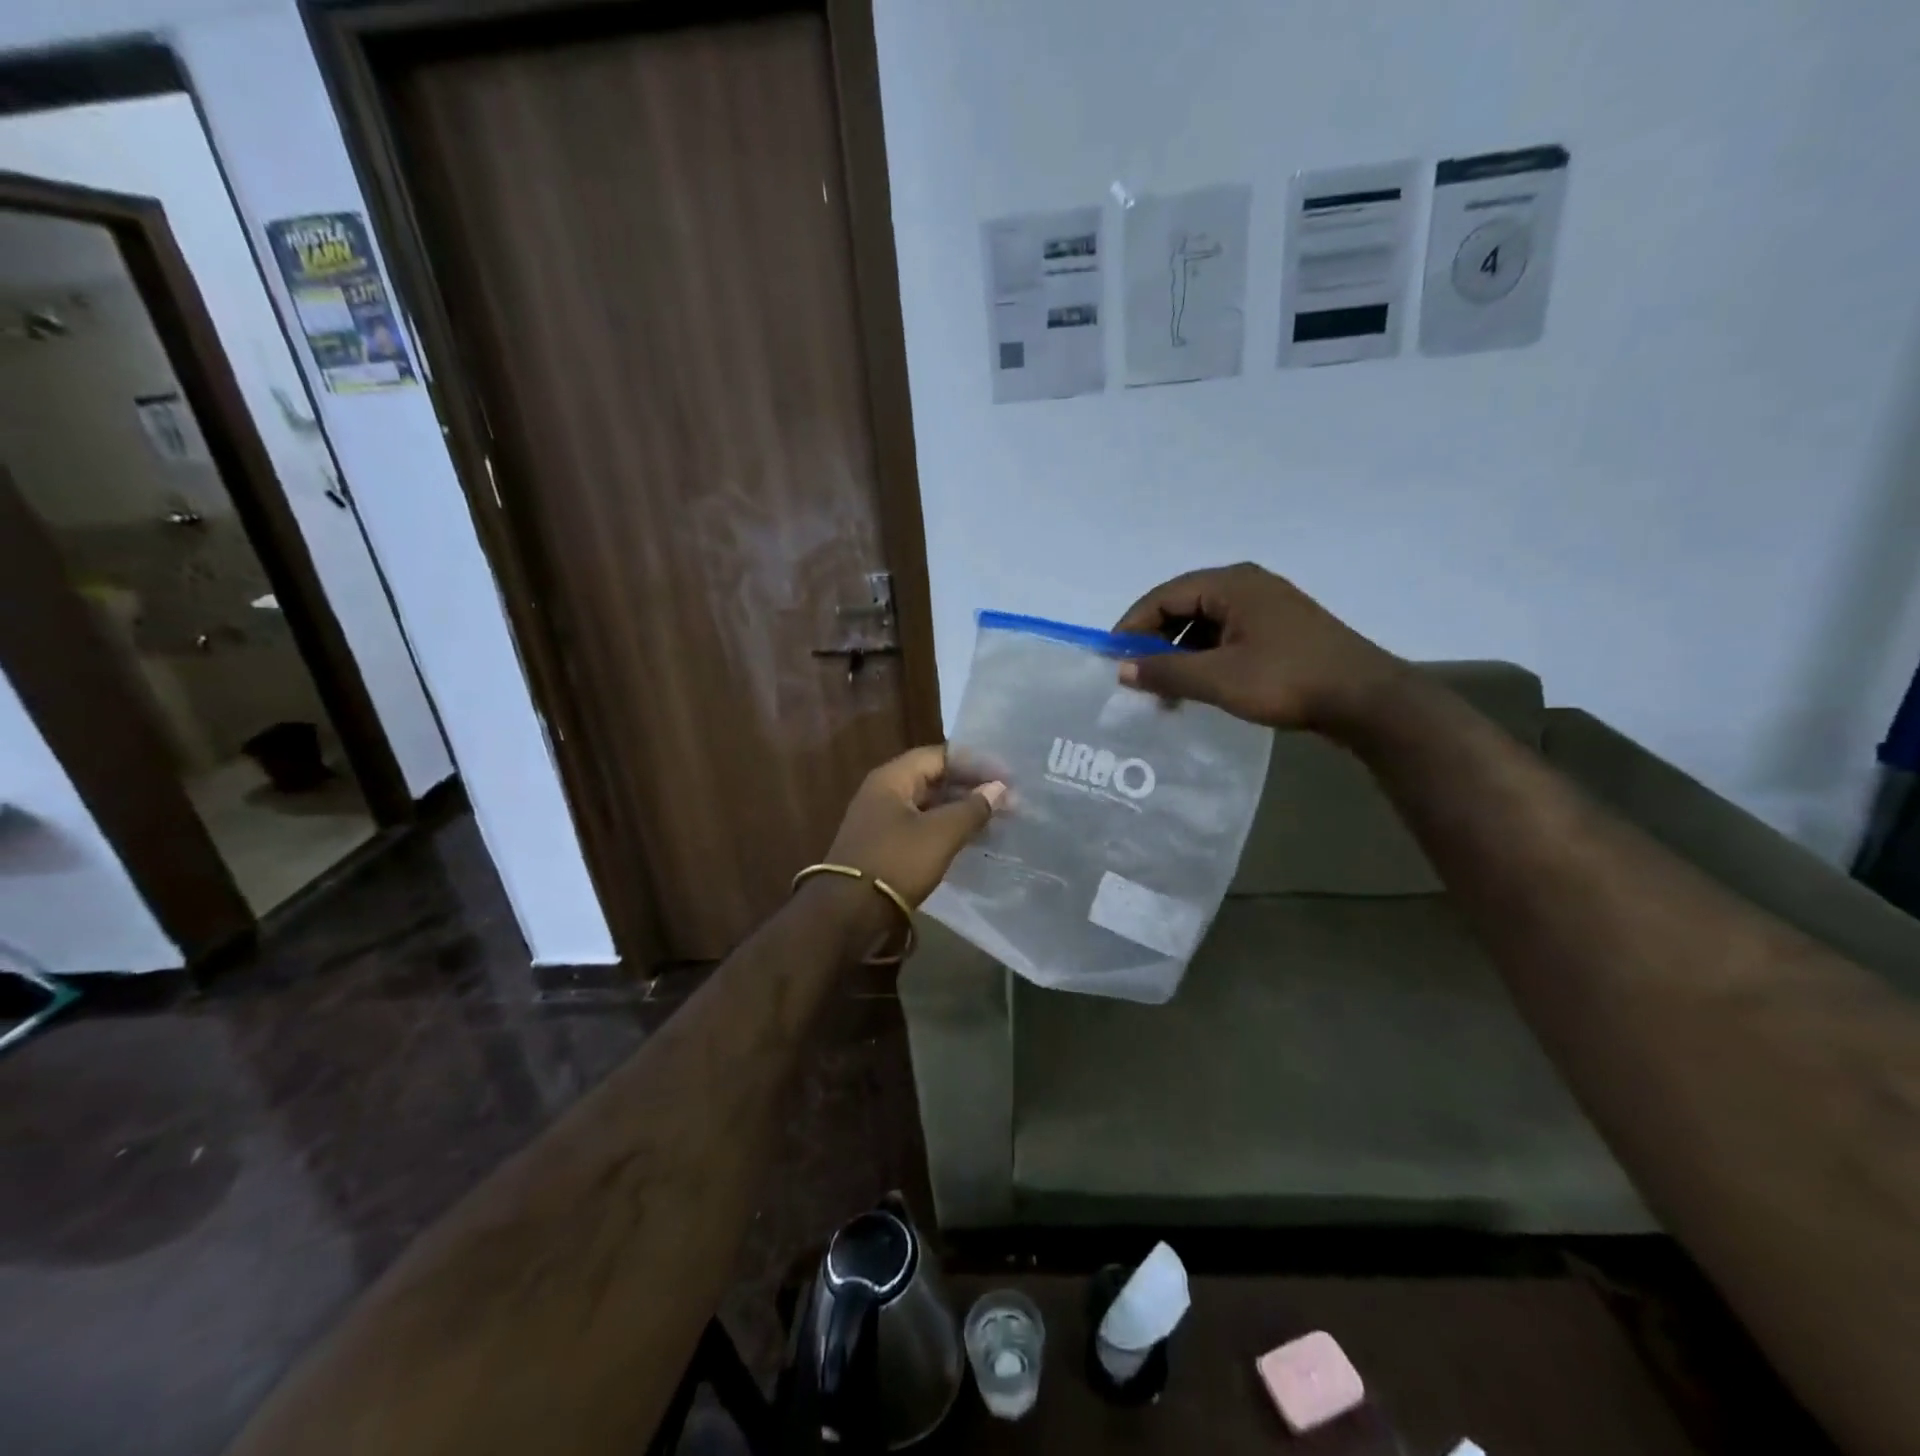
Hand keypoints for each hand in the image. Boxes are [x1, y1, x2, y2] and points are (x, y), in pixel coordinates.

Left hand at [824, 745, 1005, 905]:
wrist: (848, 914)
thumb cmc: (896, 863)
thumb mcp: (940, 834)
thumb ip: (972, 808)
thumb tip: (999, 788)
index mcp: (892, 778)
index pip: (940, 756)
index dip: (976, 763)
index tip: (1008, 777)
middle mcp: (884, 792)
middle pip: (934, 779)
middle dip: (972, 788)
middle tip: (1008, 801)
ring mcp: (882, 821)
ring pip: (930, 805)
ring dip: (962, 810)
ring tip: (997, 822)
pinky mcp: (885, 847)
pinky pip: (922, 827)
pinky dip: (947, 829)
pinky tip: (972, 840)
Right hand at [1112, 563, 1406, 732]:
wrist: (1367, 700)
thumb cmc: (1287, 680)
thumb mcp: (1218, 679)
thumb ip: (1165, 672)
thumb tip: (1121, 670)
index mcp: (1231, 584)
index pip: (1163, 596)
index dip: (1132, 627)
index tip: (1112, 661)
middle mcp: (1247, 586)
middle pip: (1183, 607)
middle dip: (1155, 643)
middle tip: (1136, 679)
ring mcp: (1267, 608)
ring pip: (1205, 625)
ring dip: (1180, 656)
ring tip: (1165, 693)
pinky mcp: (1280, 631)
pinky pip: (1227, 638)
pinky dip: (1205, 660)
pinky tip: (1199, 690)